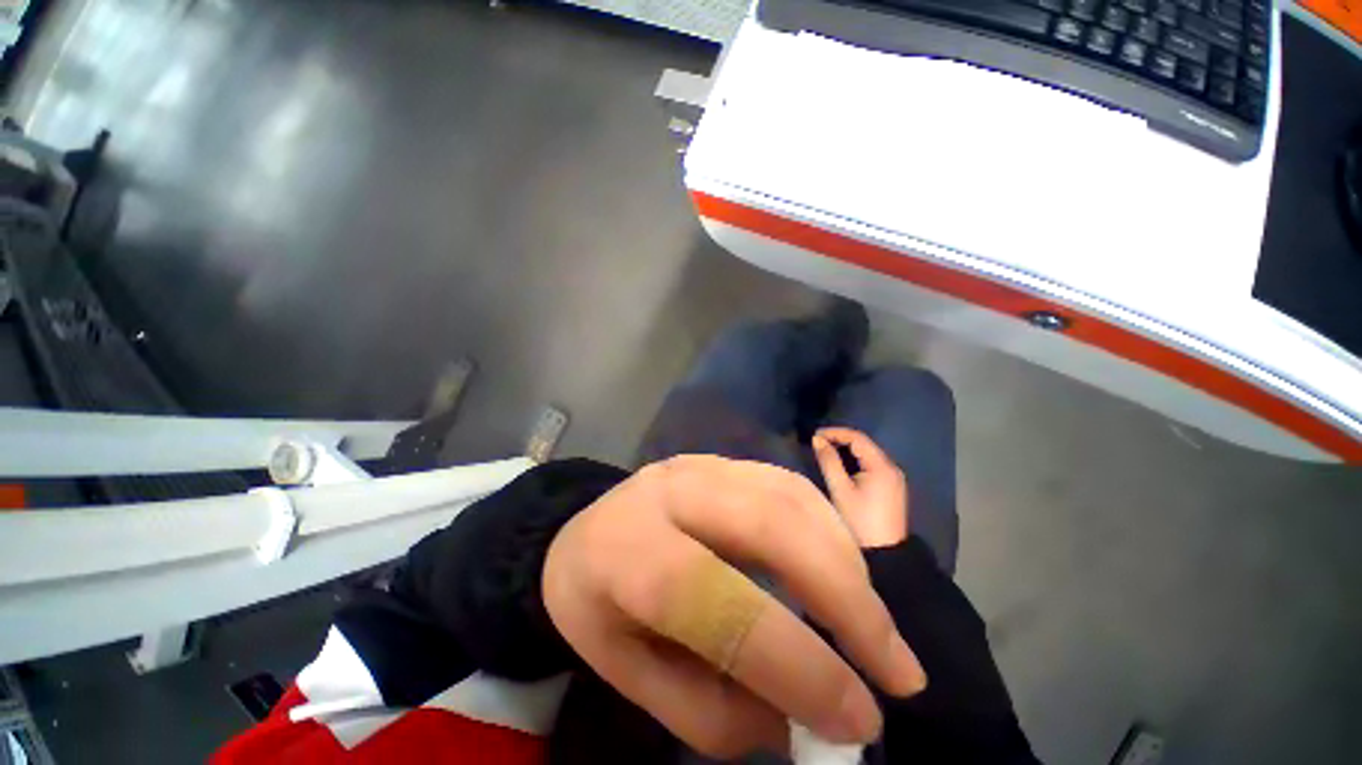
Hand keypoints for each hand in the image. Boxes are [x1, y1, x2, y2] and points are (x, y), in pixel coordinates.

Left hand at [542, 455, 925, 758]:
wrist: (581, 532)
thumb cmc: (597, 606)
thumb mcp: (630, 675)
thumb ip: (711, 709)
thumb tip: (801, 720)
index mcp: (630, 551)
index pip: (720, 604)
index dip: (797, 664)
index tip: (859, 717)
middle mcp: (671, 492)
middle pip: (771, 527)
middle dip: (847, 598)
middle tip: (898, 667)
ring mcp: (701, 467)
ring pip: (790, 498)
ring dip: (846, 562)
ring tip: (873, 625)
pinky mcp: (722, 461)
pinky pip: (789, 484)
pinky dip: (829, 528)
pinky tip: (841, 569)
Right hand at [812, 428, 908, 548]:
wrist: (883, 554)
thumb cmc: (859, 521)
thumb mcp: (840, 489)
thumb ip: (829, 461)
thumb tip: (817, 440)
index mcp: (882, 466)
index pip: (858, 438)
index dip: (835, 433)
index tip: (815, 436)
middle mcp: (892, 468)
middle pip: (865, 444)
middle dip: (841, 439)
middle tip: (819, 442)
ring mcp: (894, 479)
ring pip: (869, 454)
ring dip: (848, 449)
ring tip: (827, 451)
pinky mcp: (892, 488)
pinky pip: (873, 465)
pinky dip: (856, 460)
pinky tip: (843, 465)